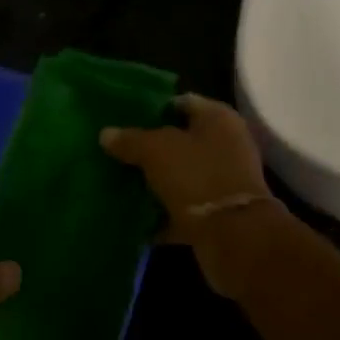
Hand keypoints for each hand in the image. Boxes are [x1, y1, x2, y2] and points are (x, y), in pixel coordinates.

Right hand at [100, 94, 283, 296]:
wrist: (234, 236)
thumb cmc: (196, 176)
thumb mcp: (155, 150)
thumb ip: (130, 140)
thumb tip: (106, 134)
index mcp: (218, 118)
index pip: (180, 102)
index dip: (152, 109)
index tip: (124, 120)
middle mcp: (226, 144)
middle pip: (181, 140)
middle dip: (150, 148)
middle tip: (118, 152)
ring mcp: (224, 180)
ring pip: (181, 174)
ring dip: (156, 181)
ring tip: (121, 183)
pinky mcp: (219, 212)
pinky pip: (184, 205)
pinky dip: (163, 211)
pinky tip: (136, 215)